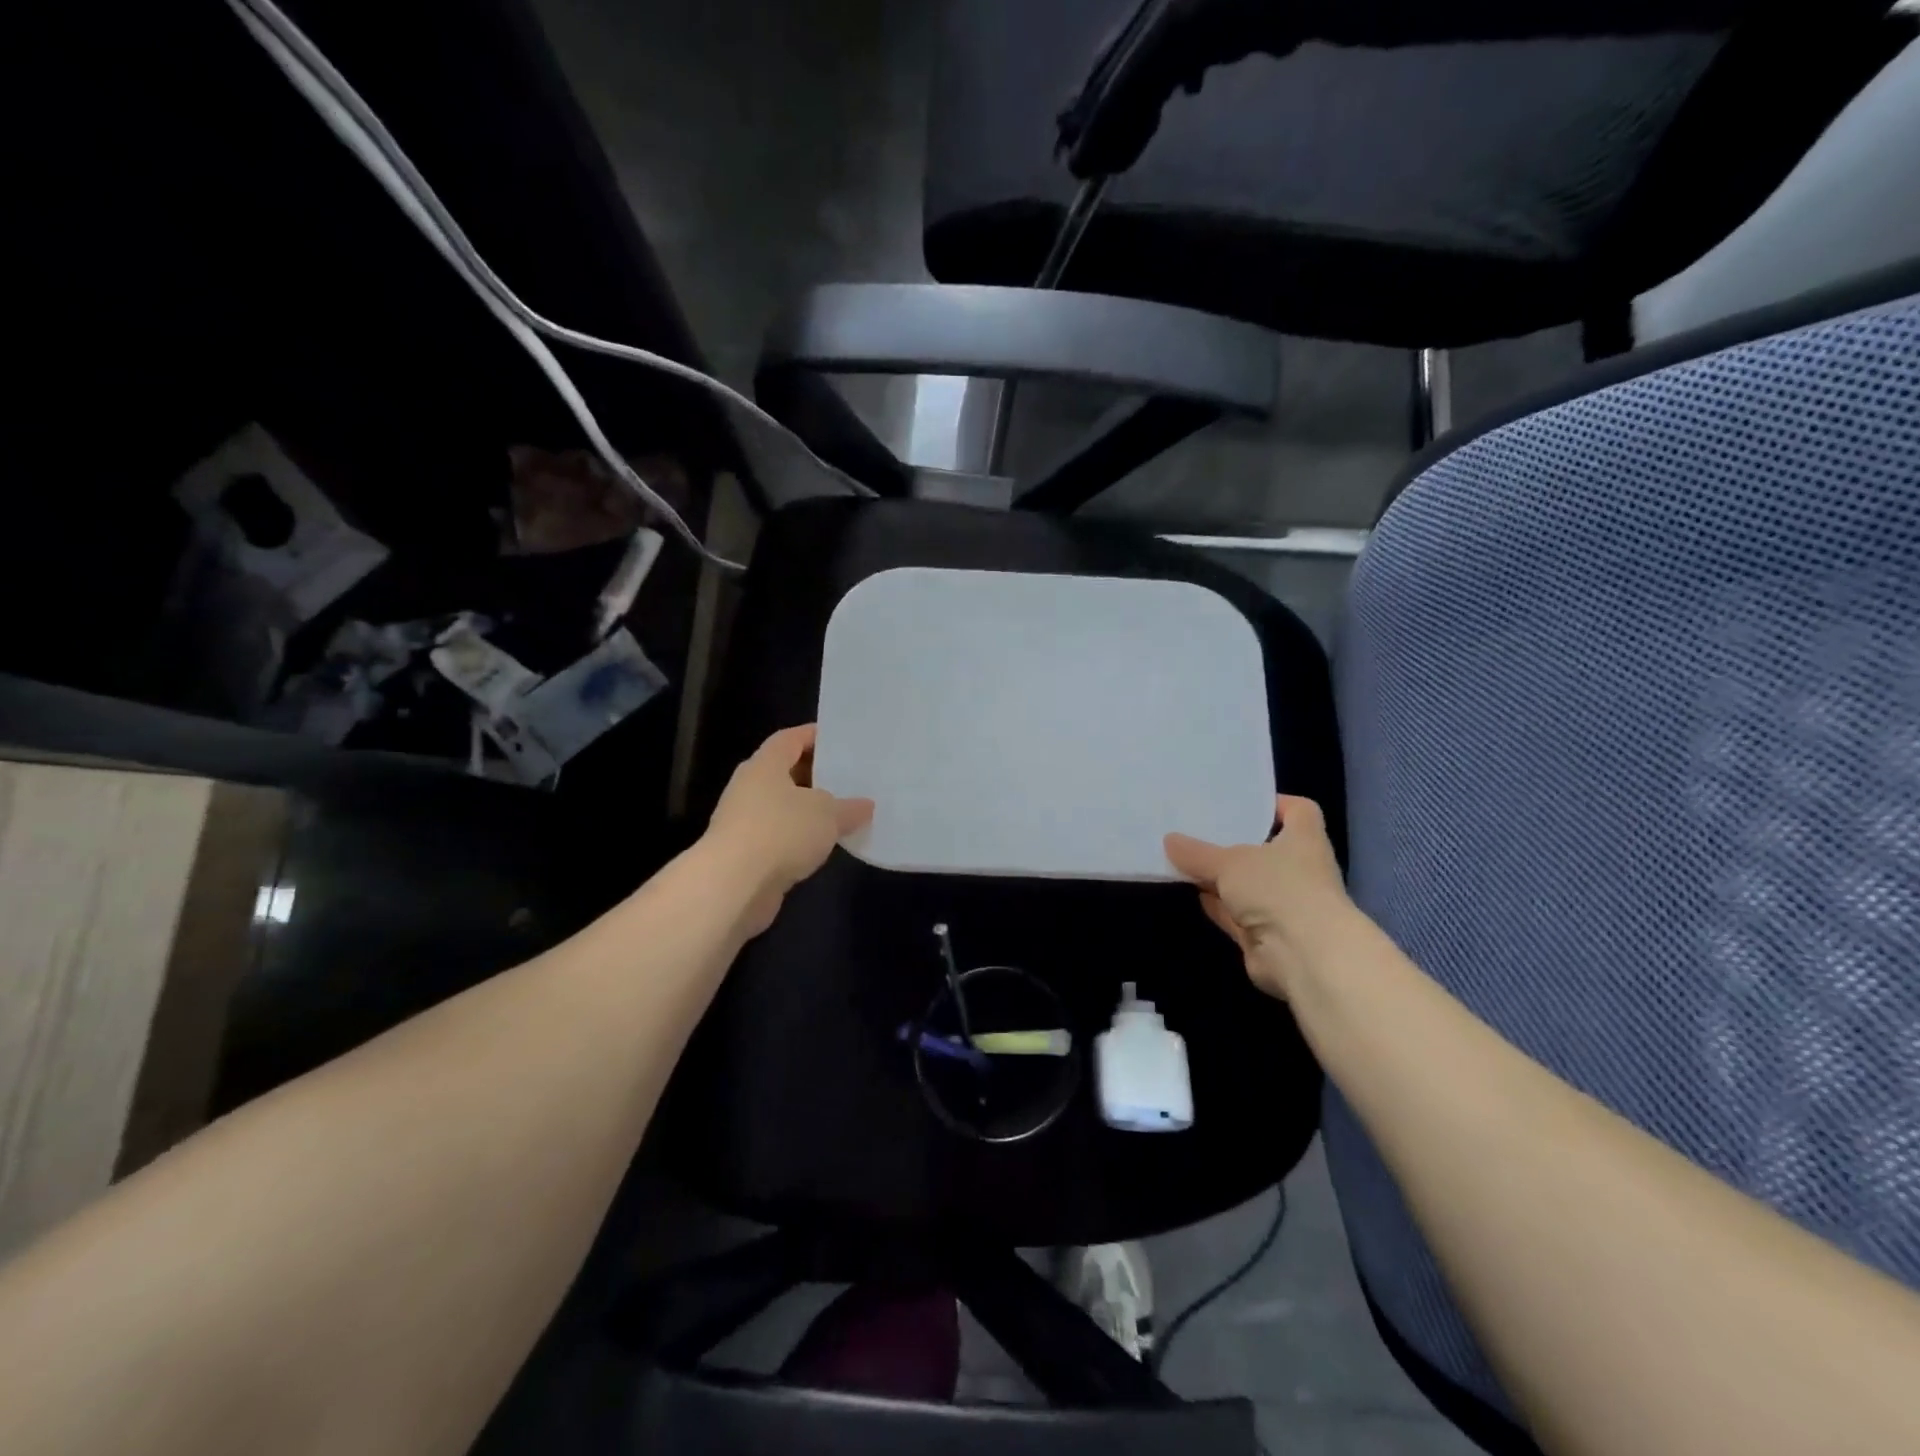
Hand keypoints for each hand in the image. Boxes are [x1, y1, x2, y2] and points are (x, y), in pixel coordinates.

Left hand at [704, 725, 873, 935]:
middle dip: (814, 775)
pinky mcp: (745, 853)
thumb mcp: (828, 815)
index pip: (790, 738)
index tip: (840, 739)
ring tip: (841, 813)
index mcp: (765, 765)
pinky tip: (822, 845)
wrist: (734, 885)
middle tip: (847, 778)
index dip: (814, 735)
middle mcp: (749, 787)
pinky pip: (779, 836)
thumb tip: (866, 805)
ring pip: (782, 807)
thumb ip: (849, 807)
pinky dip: (799, 838)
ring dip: (807, 810)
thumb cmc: (781, 832)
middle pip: (784, 772)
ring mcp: (744, 821)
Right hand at [1164, 796, 1352, 999]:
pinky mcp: (1267, 935)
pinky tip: (1194, 893)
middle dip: (1234, 842)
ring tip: (1185, 858)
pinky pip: (1237, 913)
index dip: (1275, 803)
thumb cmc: (1278, 889)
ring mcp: (1284, 904)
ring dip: (1222, 877)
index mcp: (1304, 840)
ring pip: (1248, 884)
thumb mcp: (1229, 863)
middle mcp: (1299, 870)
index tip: (1242, 803)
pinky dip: (1219, 905)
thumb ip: (1198, 852)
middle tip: (1198, 829)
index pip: (1299, 811)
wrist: (1304, 956)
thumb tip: (1169, 840)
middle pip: (1265, 849)